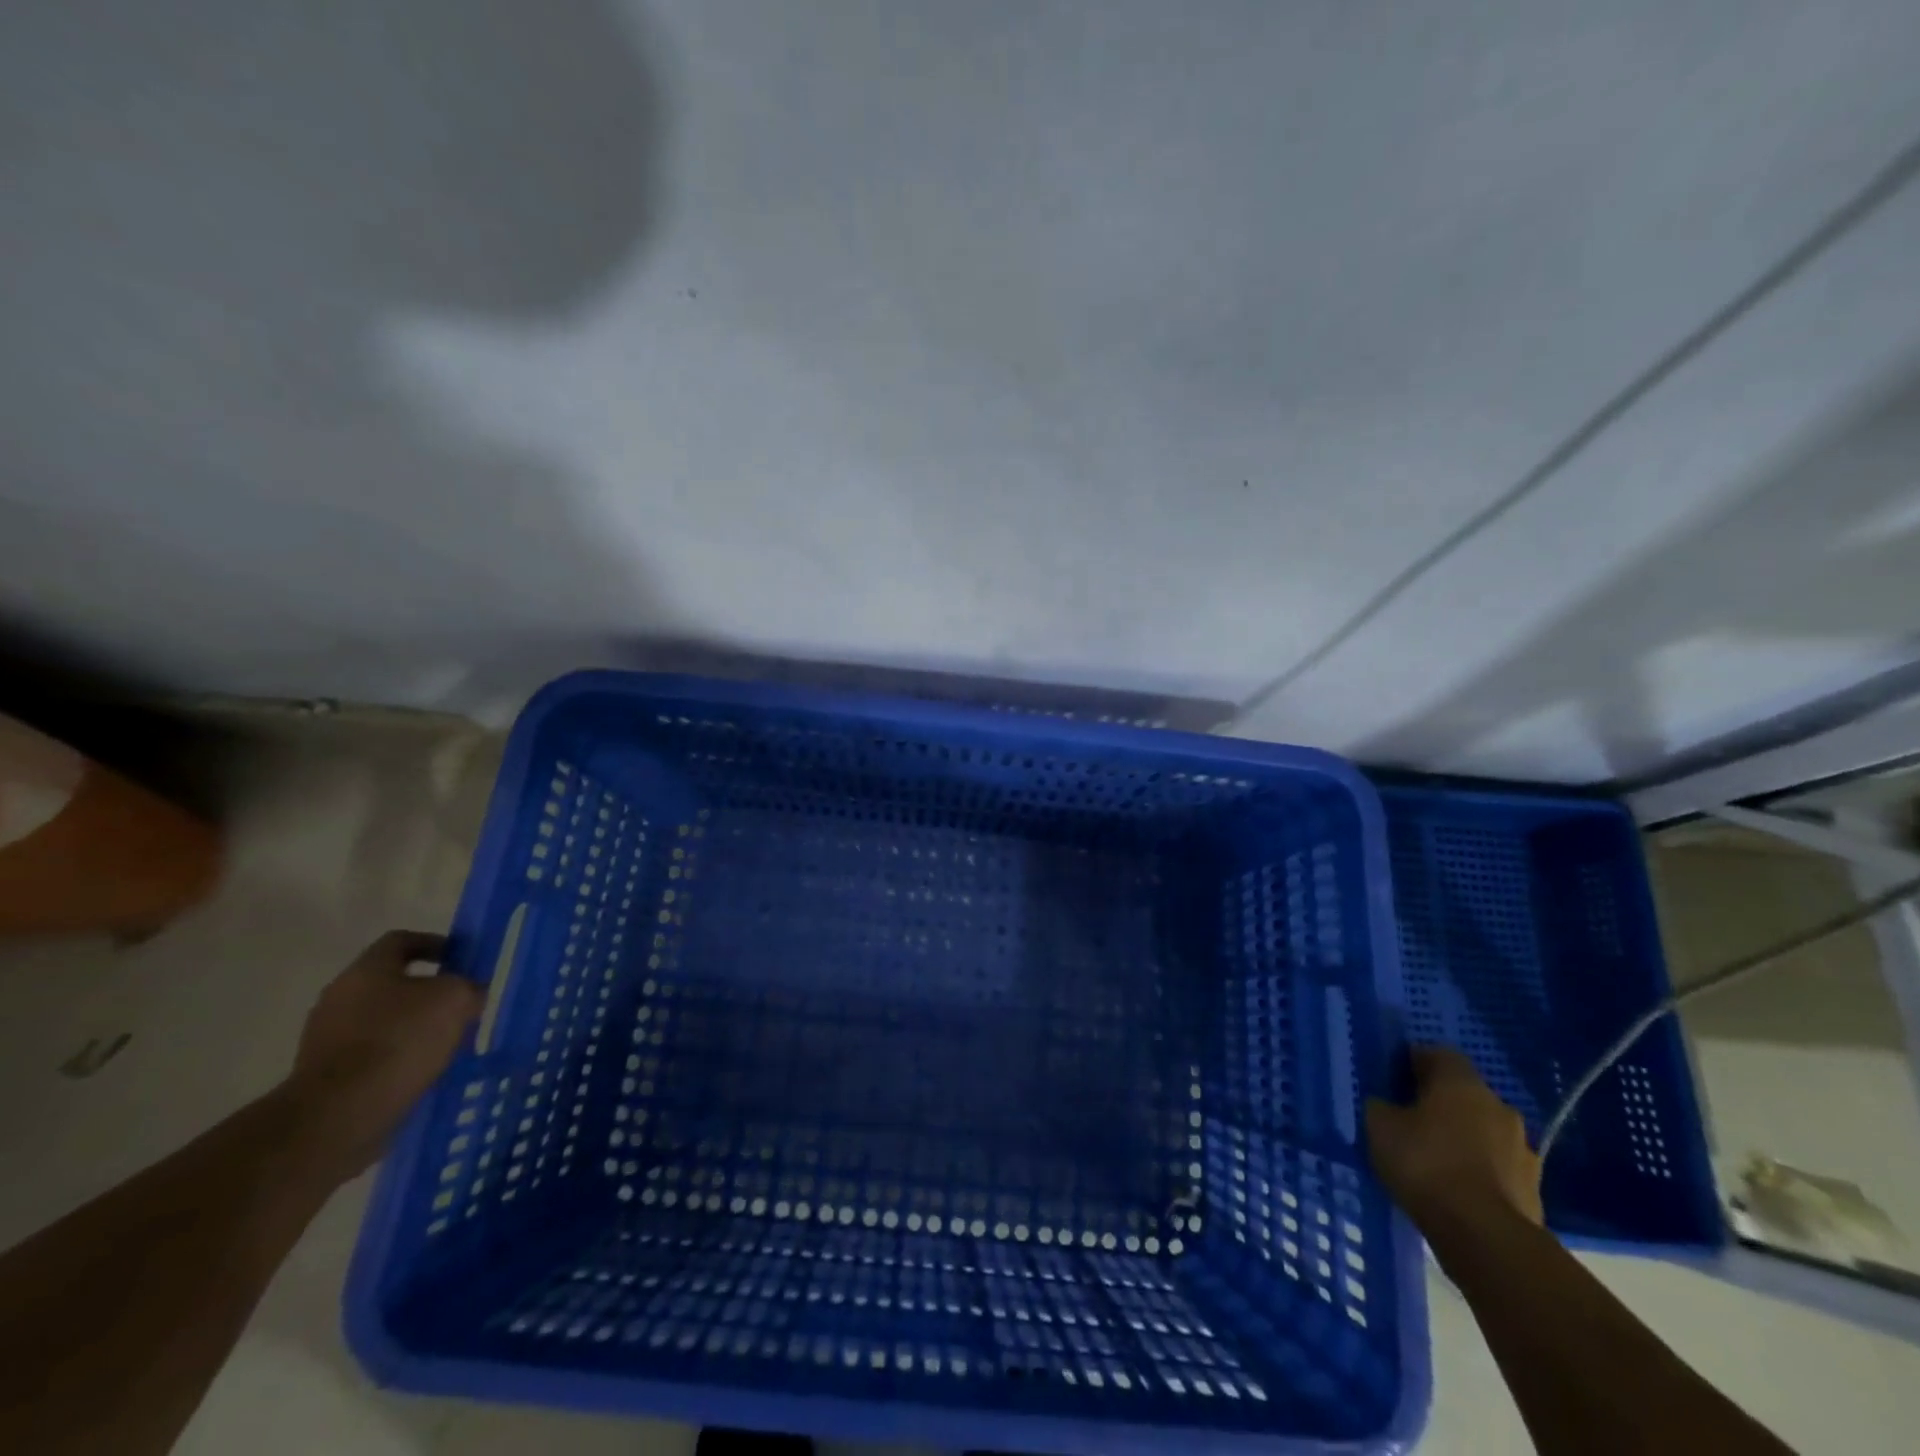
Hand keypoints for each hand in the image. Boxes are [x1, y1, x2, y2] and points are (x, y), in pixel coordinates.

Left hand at [284, 930, 482, 1180]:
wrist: (338, 1114)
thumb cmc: (400, 1040)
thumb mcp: (455, 1000)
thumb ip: (468, 987)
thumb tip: (471, 991)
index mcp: (367, 970)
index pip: (401, 940)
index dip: (435, 944)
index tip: (461, 959)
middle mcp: (339, 996)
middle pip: (390, 982)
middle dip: (426, 990)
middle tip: (459, 1004)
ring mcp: (325, 1037)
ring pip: (380, 1020)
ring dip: (411, 1026)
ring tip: (444, 1042)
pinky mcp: (323, 1075)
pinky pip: (369, 1054)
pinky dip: (395, 1057)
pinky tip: (420, 1070)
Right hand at [1366, 1046, 1542, 1229]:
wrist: (1486, 1236)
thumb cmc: (1425, 1164)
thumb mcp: (1380, 1127)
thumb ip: (1381, 1107)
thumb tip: (1386, 1105)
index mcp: (1461, 1082)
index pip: (1438, 1054)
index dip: (1415, 1062)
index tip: (1396, 1079)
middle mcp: (1498, 1105)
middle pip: (1465, 1093)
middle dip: (1441, 1102)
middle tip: (1413, 1119)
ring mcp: (1523, 1148)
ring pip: (1485, 1130)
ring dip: (1465, 1137)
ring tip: (1437, 1159)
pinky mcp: (1534, 1188)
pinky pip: (1499, 1166)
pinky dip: (1480, 1170)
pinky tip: (1459, 1188)